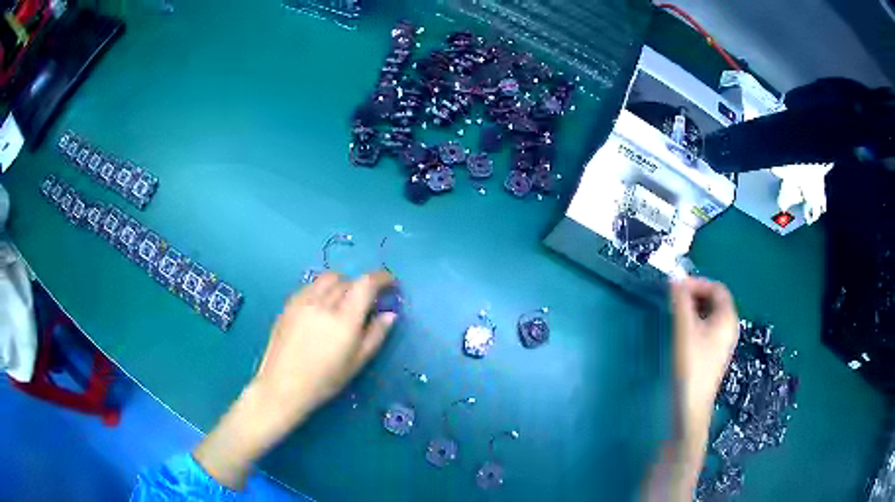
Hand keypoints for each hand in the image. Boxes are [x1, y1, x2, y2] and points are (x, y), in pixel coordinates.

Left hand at [251, 271, 396, 427]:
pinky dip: (323, 289)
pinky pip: (311, 286)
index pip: (366, 283)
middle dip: (362, 287)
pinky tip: (322, 307)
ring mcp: (303, 301)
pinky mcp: (289, 304)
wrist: (282, 386)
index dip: (382, 278)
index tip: (390, 284)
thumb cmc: (324, 380)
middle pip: (348, 280)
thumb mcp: (357, 362)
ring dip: (342, 284)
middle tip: (367, 303)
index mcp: (344, 319)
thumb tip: (390, 314)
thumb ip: (375, 335)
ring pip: (328, 278)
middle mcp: (323, 303)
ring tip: (343, 302)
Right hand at [670, 277, 738, 437]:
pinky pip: (707, 330)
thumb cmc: (691, 364)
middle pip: (715, 301)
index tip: (676, 288)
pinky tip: (680, 334)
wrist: (691, 405)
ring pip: (709, 316)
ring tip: (673, 314)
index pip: (717, 288)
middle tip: (673, 300)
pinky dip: (694, 324)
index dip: (697, 283)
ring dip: (693, 310)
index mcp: (727, 317)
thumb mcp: (684, 329)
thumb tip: (675, 279)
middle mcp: (729, 328)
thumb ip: (681, 301)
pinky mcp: (714, 356)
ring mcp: (723, 343)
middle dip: (694, 296)